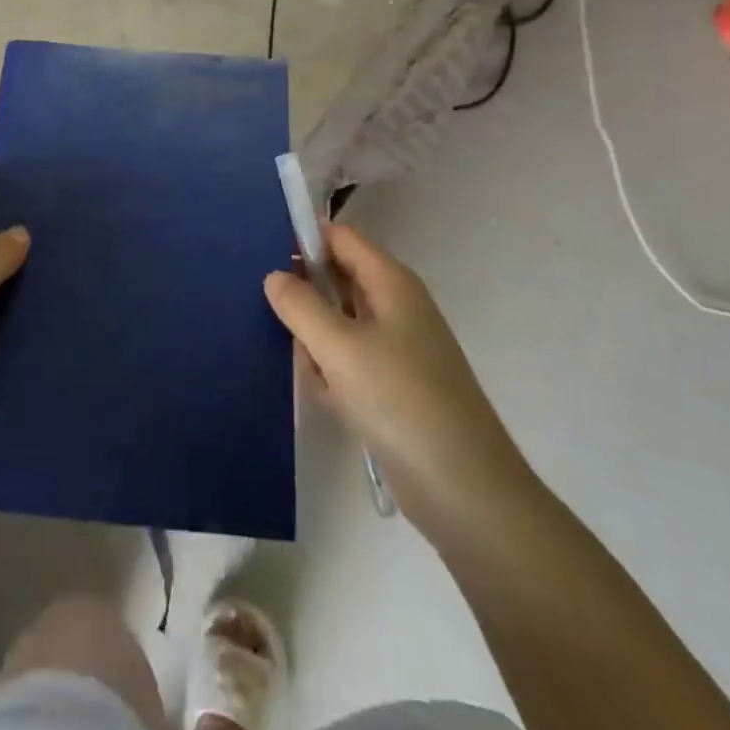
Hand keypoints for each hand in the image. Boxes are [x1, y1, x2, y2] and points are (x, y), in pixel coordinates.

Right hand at [264, 223, 528, 518]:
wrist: (466, 492)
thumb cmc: (400, 401)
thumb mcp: (338, 348)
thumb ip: (300, 305)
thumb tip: (275, 276)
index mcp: (391, 282)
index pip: (340, 237)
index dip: (304, 239)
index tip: (262, 256)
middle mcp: (396, 305)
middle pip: (338, 278)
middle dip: (305, 296)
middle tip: (275, 318)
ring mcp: (399, 347)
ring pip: (339, 322)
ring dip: (317, 342)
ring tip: (310, 371)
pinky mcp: (396, 385)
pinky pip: (351, 360)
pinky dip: (334, 373)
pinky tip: (328, 399)